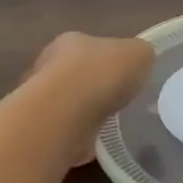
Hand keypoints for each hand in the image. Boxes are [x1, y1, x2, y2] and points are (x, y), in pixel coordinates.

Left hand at [25, 33, 155, 163]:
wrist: (67, 114)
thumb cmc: (102, 74)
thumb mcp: (140, 53)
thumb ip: (141, 54)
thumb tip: (140, 61)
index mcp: (71, 41)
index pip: (91, 46)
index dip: (109, 61)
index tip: (125, 77)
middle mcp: (50, 65)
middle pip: (78, 75)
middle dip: (95, 87)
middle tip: (119, 102)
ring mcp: (42, 98)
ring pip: (69, 104)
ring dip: (86, 113)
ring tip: (111, 125)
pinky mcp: (42, 128)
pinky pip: (67, 130)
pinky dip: (80, 136)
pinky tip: (97, 142)